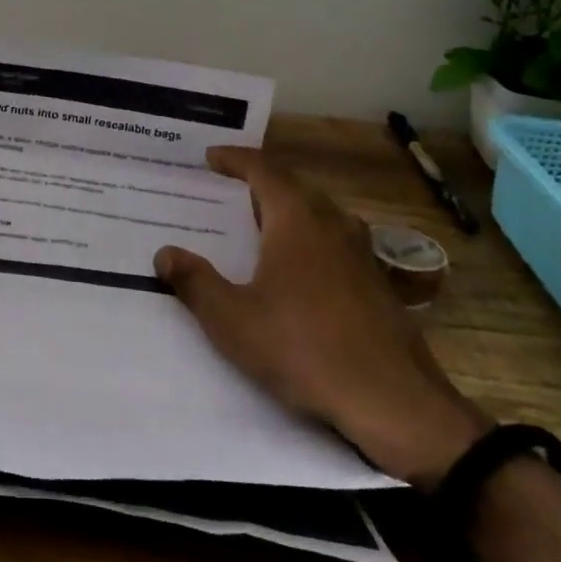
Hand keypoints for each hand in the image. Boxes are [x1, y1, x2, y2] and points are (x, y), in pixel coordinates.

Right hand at [154, 147, 491, 484]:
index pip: (264, 171)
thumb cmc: (305, 350)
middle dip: (260, 181)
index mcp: (297, 221)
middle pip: (294, 186)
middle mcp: (332, 225)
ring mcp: (361, 254)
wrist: (395, 404)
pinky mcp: (377, 284)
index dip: (235, 159)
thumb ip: (195, 282)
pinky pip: (334, 241)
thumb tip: (165, 253)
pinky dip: (308, 237)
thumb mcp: (233, 320)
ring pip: (319, 213)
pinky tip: (296, 269)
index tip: (210, 157)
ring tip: (258, 222)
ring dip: (287, 208)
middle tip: (228, 188)